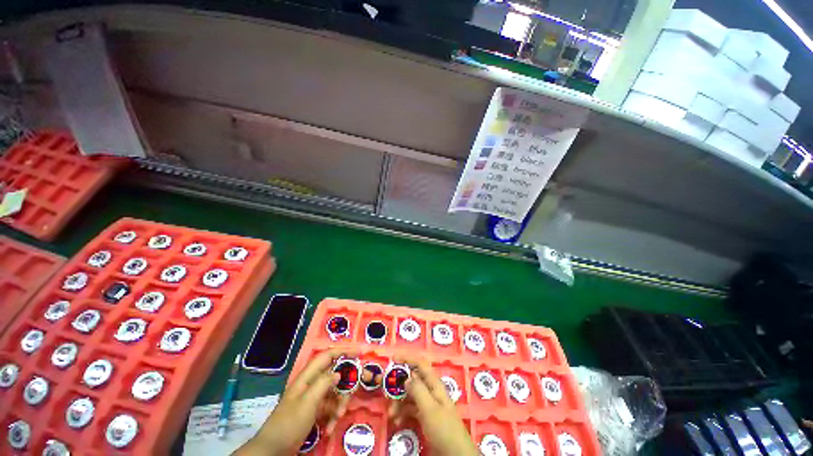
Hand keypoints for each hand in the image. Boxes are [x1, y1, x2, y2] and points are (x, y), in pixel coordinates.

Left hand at [234, 348, 357, 455]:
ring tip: (337, 418)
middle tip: (352, 395)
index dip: (343, 351)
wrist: (273, 451)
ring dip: (339, 405)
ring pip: (335, 393)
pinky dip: (333, 416)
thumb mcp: (307, 402)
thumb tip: (339, 372)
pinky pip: (331, 408)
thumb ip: (324, 383)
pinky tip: (330, 428)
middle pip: (335, 375)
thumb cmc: (289, 424)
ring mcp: (314, 398)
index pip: (327, 356)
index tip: (359, 353)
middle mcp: (312, 384)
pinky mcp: (315, 412)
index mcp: (308, 377)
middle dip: (345, 386)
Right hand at [388, 355, 478, 455]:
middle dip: (399, 386)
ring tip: (391, 414)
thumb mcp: (429, 409)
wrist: (455, 454)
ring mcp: (428, 404)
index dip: (407, 359)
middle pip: (412, 381)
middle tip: (387, 393)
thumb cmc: (444, 428)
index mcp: (434, 384)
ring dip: (399, 402)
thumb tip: (406, 377)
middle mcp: (431, 391)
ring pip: (410, 396)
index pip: (420, 364)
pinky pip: (411, 409)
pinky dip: (403, 413)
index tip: (393, 359)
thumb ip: (418, 390)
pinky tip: (397, 421)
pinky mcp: (425, 417)